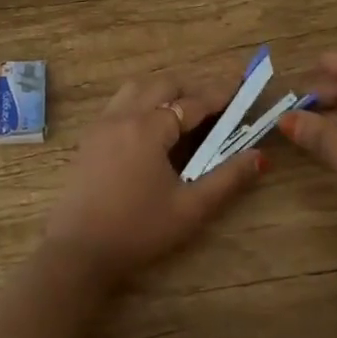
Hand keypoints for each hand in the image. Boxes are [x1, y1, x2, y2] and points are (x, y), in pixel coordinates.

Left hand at [44, 72, 264, 280]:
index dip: (219, 96)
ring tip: (184, 109)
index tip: (241, 90)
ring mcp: (101, 126)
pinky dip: (141, 101)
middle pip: (162, 86)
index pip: (192, 102)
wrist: (78, 251)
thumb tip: (258, 156)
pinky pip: (119, 104)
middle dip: (192, 88)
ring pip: (136, 89)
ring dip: (163, 91)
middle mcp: (122, 117)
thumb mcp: (190, 208)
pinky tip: (152, 126)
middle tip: (217, 101)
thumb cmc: (138, 230)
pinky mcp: (88, 140)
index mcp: (148, 128)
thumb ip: (227, 179)